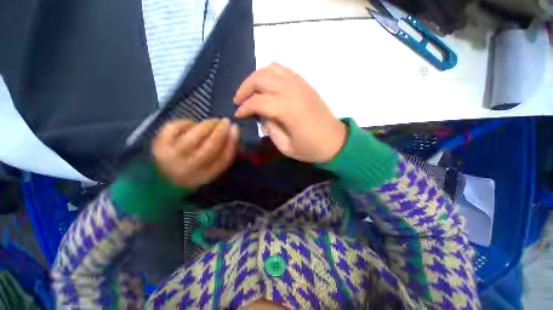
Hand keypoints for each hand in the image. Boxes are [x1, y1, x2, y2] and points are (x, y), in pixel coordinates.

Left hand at [153, 118, 238, 188]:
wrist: (159, 182)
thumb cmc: (191, 173)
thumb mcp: (211, 169)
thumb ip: (224, 154)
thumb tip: (233, 131)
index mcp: (204, 176)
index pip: (224, 158)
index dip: (232, 141)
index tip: (235, 128)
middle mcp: (189, 168)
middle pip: (211, 146)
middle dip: (221, 130)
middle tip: (225, 121)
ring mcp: (172, 156)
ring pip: (195, 135)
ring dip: (207, 124)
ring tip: (213, 121)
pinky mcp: (158, 145)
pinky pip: (175, 127)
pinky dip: (186, 122)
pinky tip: (192, 124)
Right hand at [234, 63, 346, 162]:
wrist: (336, 141)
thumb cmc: (311, 148)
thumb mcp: (286, 147)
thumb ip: (270, 130)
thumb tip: (262, 116)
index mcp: (288, 110)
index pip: (258, 102)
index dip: (244, 108)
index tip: (238, 115)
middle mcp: (293, 91)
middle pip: (261, 78)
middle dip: (245, 88)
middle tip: (239, 101)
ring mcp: (300, 84)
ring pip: (271, 69)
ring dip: (256, 78)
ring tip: (251, 92)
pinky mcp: (305, 84)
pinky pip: (283, 70)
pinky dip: (270, 74)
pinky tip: (267, 86)